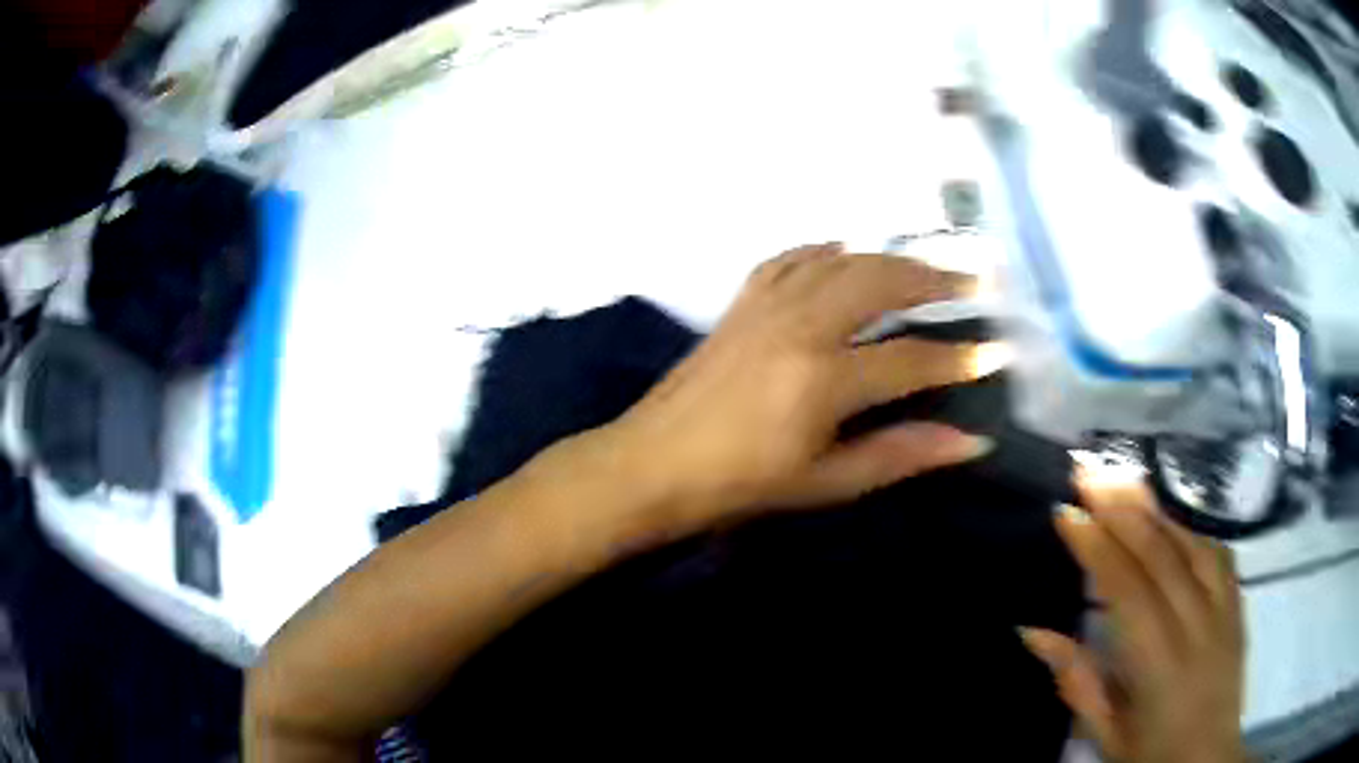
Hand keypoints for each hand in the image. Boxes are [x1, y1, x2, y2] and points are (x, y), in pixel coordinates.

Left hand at [567, 243, 1003, 541]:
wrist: (653, 464)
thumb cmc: (741, 485)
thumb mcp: (827, 482)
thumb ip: (901, 453)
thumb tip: (971, 441)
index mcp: (822, 380)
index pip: (910, 360)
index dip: (958, 358)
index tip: (995, 352)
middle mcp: (799, 327)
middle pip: (879, 282)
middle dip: (932, 280)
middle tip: (972, 284)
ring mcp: (766, 306)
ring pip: (841, 261)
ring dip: (888, 259)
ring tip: (922, 266)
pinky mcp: (741, 302)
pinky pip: (790, 259)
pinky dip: (824, 252)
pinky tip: (843, 253)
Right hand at [1020, 470, 1245, 762]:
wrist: (1207, 760)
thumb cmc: (1150, 754)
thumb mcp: (1104, 733)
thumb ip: (1075, 680)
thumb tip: (1032, 632)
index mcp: (1158, 664)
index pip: (1126, 591)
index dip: (1096, 548)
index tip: (1066, 514)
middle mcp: (1196, 625)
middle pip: (1160, 553)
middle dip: (1121, 507)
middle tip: (1088, 470)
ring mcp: (1223, 608)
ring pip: (1190, 543)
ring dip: (1154, 507)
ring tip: (1123, 478)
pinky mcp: (1238, 603)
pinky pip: (1217, 552)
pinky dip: (1190, 527)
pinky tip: (1171, 516)